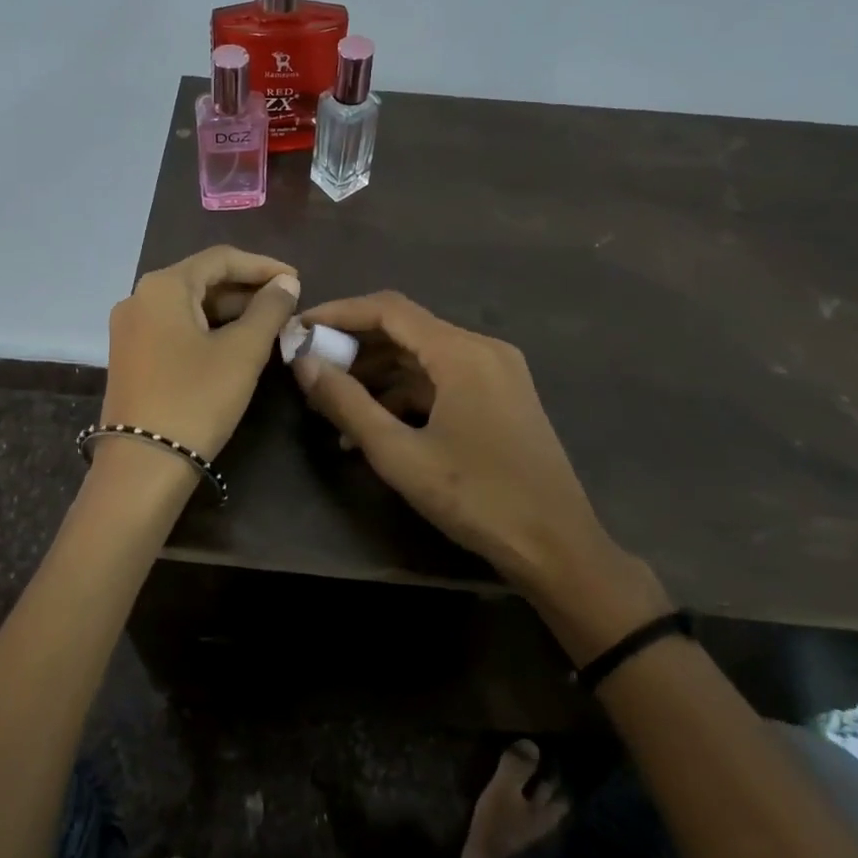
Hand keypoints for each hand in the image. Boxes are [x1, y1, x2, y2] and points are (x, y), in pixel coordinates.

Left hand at [101, 246, 300, 461]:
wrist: (143, 464)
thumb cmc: (197, 398)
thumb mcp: (242, 352)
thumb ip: (269, 309)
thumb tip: (286, 283)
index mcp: (163, 286)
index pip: (220, 258)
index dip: (263, 265)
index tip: (297, 281)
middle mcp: (139, 297)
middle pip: (202, 279)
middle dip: (247, 289)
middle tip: (287, 305)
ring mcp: (130, 328)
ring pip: (189, 305)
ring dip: (230, 311)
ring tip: (270, 324)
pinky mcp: (131, 355)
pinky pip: (176, 327)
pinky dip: (208, 329)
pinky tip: (236, 343)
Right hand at [291, 291, 669, 656]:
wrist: (558, 547)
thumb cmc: (477, 499)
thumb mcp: (400, 455)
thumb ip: (347, 404)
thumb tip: (305, 363)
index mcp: (462, 352)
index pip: (389, 309)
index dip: (339, 313)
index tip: (300, 328)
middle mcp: (482, 349)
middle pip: (407, 329)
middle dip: (355, 346)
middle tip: (311, 368)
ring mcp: (496, 373)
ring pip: (423, 357)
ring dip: (378, 374)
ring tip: (334, 403)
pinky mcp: (501, 397)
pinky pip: (443, 380)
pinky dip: (406, 394)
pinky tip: (374, 425)